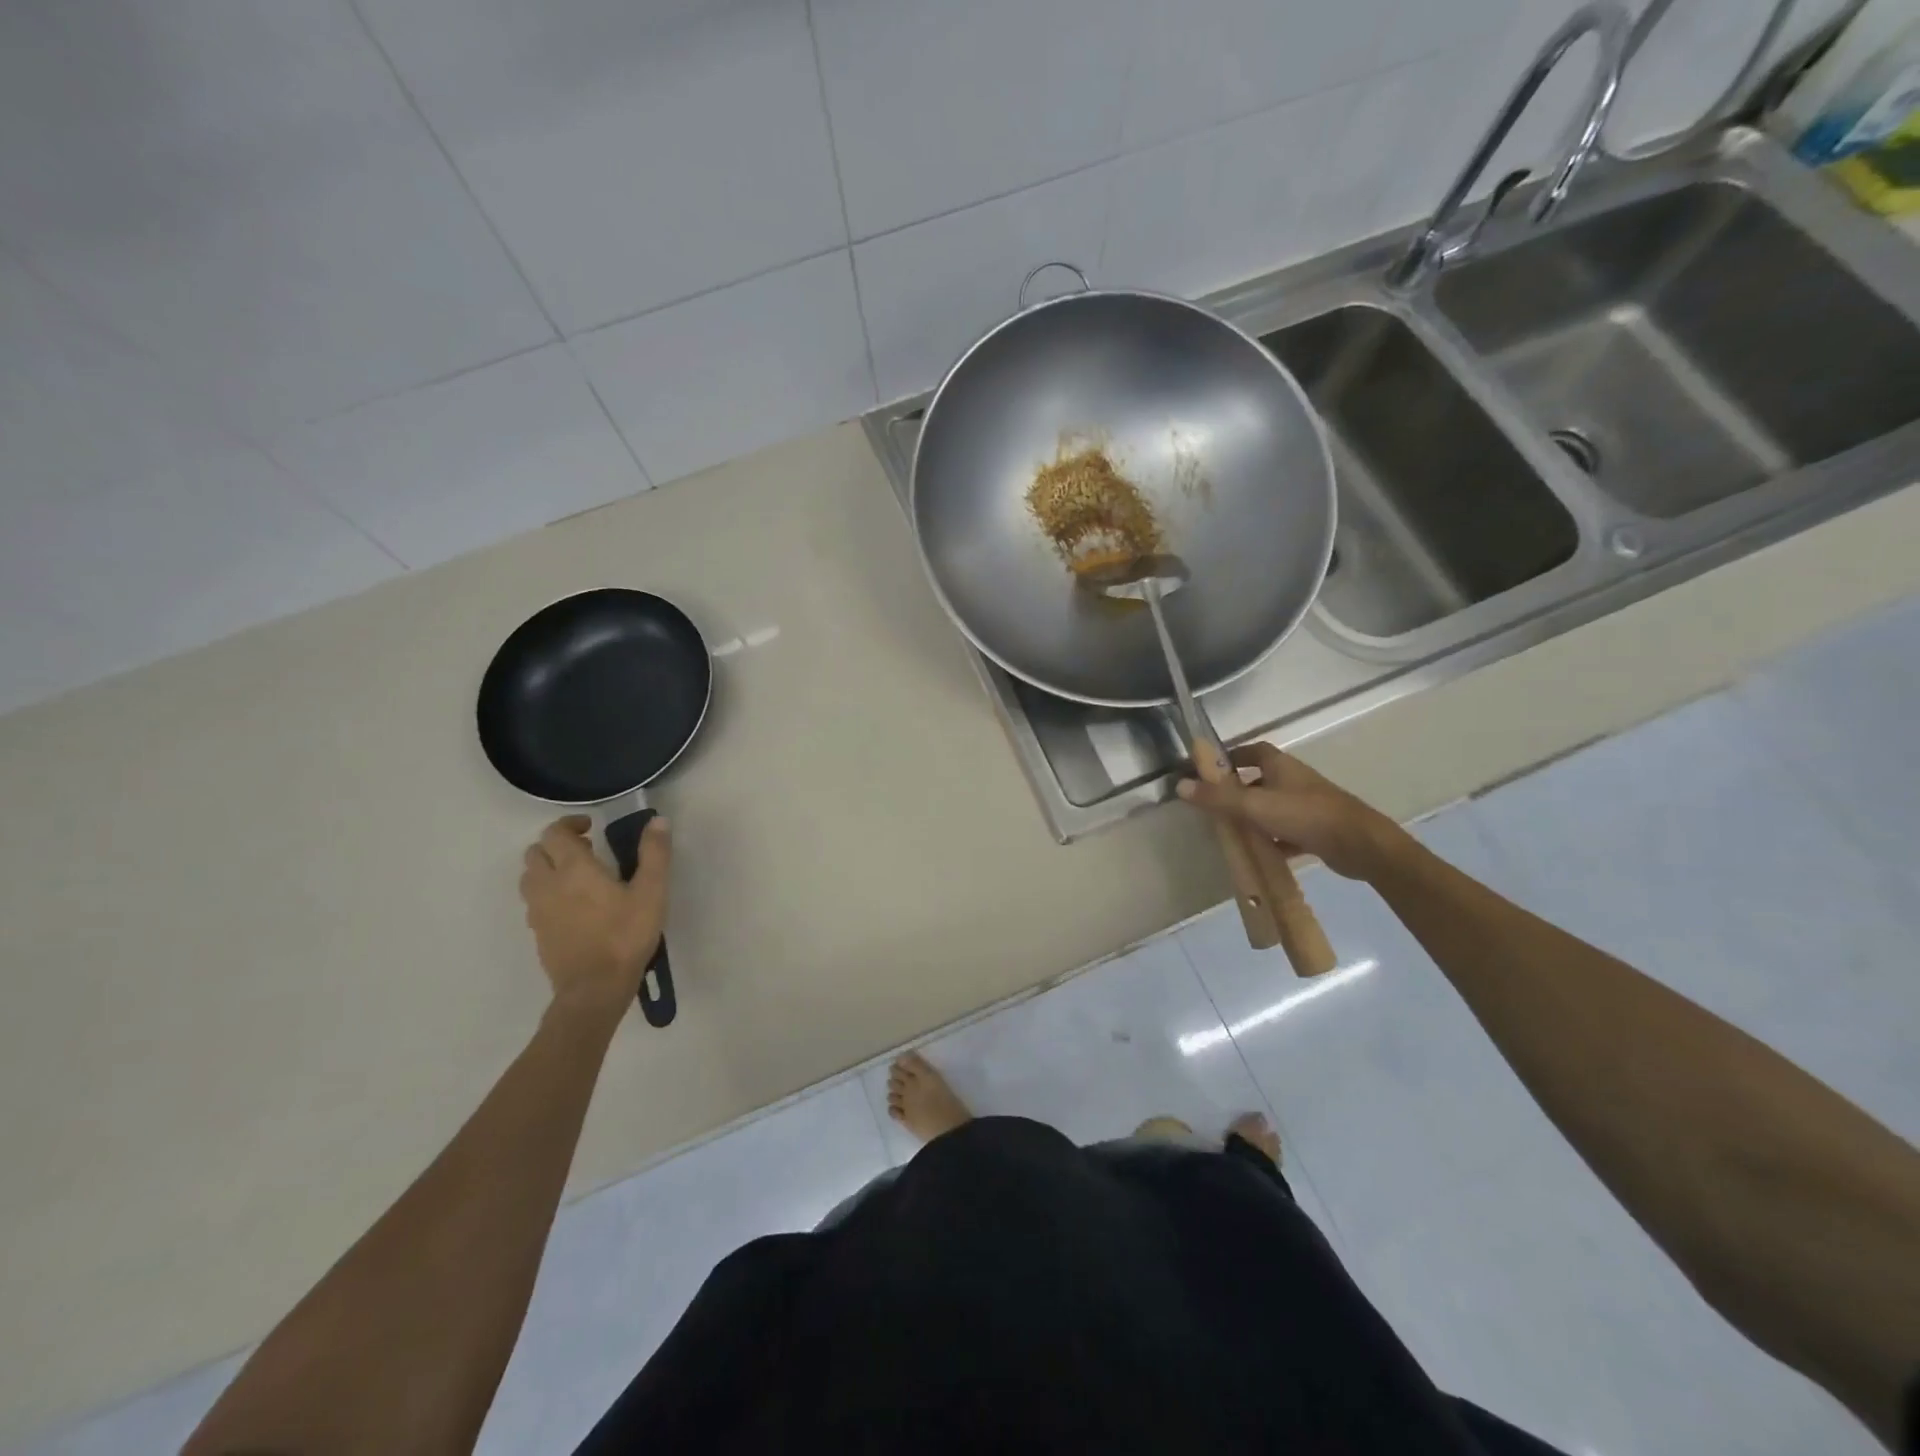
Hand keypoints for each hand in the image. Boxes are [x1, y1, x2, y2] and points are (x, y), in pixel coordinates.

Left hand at [519, 815, 670, 1016]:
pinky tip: (573, 906)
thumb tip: (657, 820)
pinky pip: (534, 902)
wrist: (595, 988)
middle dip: (557, 845)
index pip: (555, 833)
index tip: (591, 828)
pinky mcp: (538, 933)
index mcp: (574, 868)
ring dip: (548, 868)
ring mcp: (538, 911)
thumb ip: (654, 853)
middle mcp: (548, 884)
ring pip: (530, 877)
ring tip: (577, 877)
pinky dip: (548, 893)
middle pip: (536, 852)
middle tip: (588, 851)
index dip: (570, 824)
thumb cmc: (625, 935)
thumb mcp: (651, 891)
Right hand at [1177, 743, 1406, 881]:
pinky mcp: (1316, 830)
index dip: (1232, 757)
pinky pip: (1286, 831)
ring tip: (1230, 830)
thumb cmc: (1306, 815)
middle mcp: (1294, 780)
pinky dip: (1271, 839)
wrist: (1360, 845)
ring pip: (1272, 806)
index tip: (1210, 770)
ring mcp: (1307, 805)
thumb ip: (1218, 798)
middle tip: (1214, 804)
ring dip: (1254, 816)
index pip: (1252, 751)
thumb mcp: (1255, 806)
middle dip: (1238, 789)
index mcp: (1281, 766)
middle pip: (1261, 779)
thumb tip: (1179, 785)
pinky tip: (1258, 853)